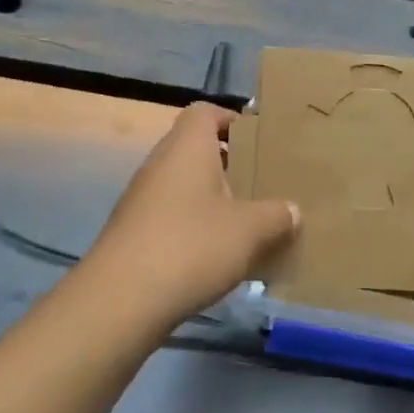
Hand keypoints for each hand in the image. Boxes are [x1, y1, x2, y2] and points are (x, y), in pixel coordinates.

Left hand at [78, 103, 298, 333]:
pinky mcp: (135, 232)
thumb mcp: (249, 231)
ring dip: (214, 199)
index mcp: (187, 146)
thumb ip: (277, 215)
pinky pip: (173, 216)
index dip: (233, 120)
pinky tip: (219, 255)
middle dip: (231, 165)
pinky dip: (196, 226)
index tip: (260, 142)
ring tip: (248, 222)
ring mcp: (142, 198)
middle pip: (197, 149)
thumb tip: (292, 210)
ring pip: (185, 185)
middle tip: (263, 184)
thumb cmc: (191, 246)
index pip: (206, 112)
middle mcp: (161, 163)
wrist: (121, 300)